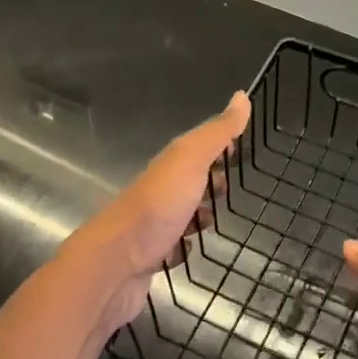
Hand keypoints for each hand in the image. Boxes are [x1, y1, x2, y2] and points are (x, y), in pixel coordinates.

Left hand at [71, 90, 250, 333]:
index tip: (241, 148)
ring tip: (218, 220)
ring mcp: (153, 225)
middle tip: (233, 189)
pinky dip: (184, 247)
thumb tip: (242, 95)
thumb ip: (217, 132)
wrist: (116, 262)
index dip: (218, 146)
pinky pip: (172, 247)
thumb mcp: (191, 160)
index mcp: (169, 165)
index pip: (197, 147)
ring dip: (199, 214)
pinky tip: (192, 250)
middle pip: (189, 180)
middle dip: (211, 182)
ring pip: (181, 213)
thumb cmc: (158, 206)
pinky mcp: (151, 256)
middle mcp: (159, 191)